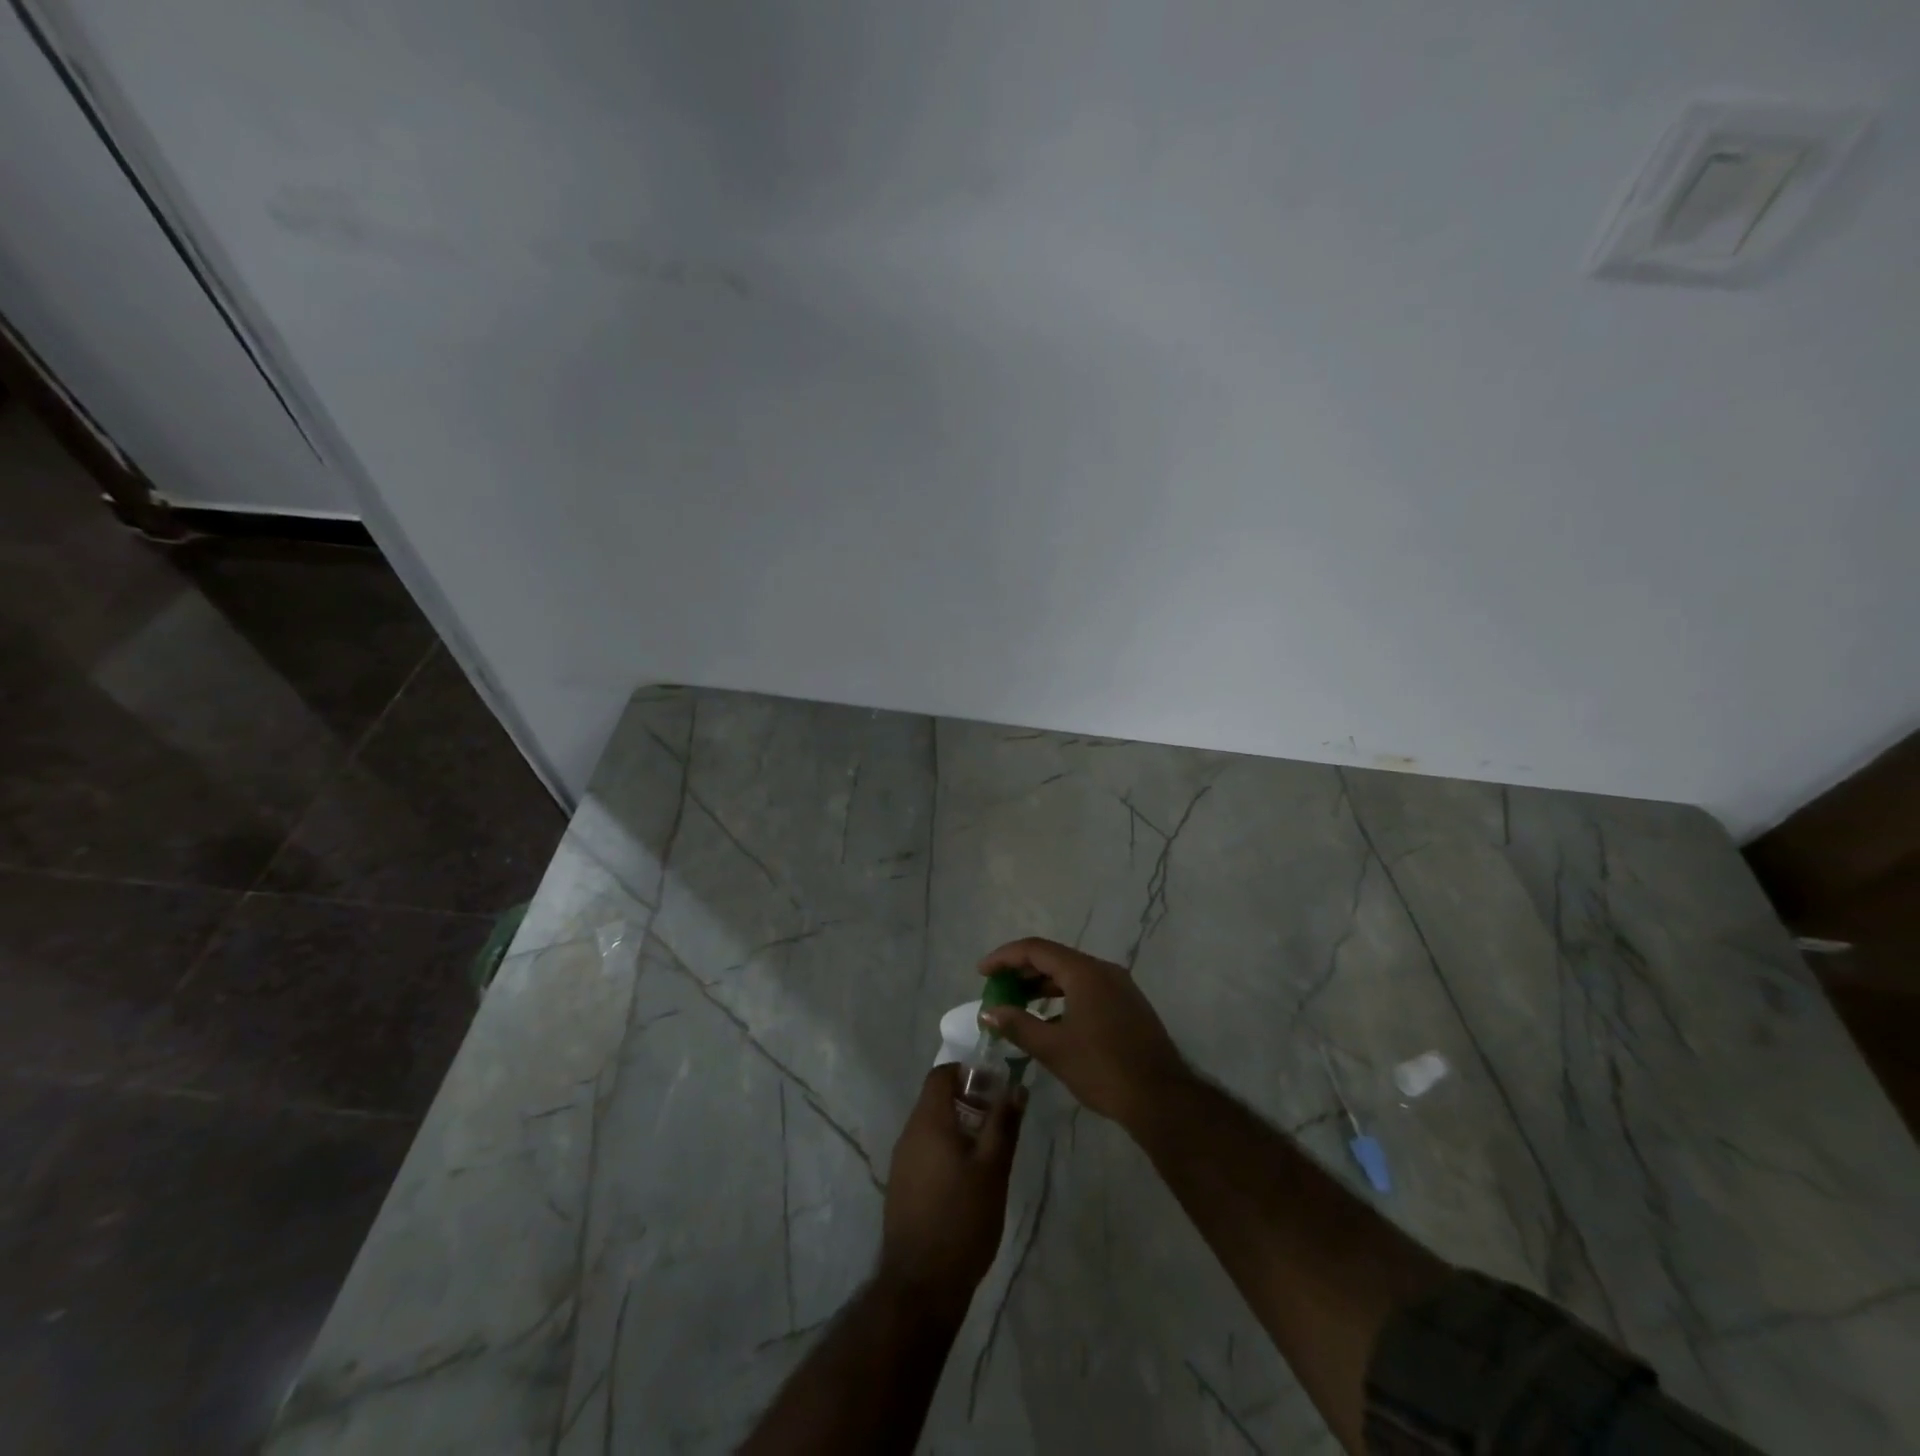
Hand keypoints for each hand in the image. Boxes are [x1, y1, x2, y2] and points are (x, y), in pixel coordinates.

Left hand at [880, 1065, 1024, 1306]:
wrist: (921, 1285)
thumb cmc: (962, 1218)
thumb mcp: (993, 1169)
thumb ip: (1004, 1124)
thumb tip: (1016, 1087)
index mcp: (928, 1121)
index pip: (941, 1074)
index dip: (968, 1073)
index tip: (995, 1088)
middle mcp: (909, 1134)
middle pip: (936, 1099)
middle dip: (969, 1101)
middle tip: (999, 1122)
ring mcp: (902, 1162)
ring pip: (932, 1127)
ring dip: (960, 1127)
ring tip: (989, 1152)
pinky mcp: (902, 1187)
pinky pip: (926, 1151)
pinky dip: (947, 1151)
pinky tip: (968, 1180)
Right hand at [979, 937, 1191, 1131]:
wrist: (1161, 1099)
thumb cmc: (1102, 1069)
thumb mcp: (1053, 1048)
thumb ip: (1017, 1024)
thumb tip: (989, 1012)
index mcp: (1084, 972)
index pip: (1036, 949)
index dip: (1004, 957)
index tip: (982, 972)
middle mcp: (1103, 970)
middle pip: (1054, 958)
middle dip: (1022, 971)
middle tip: (997, 989)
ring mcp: (1120, 987)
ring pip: (1072, 975)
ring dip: (1042, 986)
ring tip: (1017, 1004)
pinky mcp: (1128, 1005)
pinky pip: (1087, 989)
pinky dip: (1063, 997)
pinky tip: (1050, 1021)